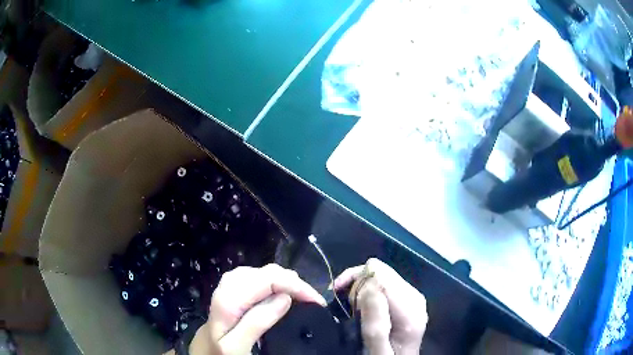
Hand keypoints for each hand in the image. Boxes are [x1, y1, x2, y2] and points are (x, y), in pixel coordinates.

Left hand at [189, 264, 326, 354]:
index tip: (317, 302)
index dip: (297, 286)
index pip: (269, 279)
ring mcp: (230, 284)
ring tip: (303, 296)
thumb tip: (285, 297)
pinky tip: (282, 292)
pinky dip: (276, 282)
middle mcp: (229, 284)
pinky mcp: (233, 288)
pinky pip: (258, 277)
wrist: (204, 349)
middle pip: (268, 271)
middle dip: (295, 282)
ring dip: (286, 281)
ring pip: (264, 271)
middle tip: (313, 301)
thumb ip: (257, 322)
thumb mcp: (236, 346)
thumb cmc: (220, 351)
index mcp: (229, 298)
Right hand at [334, 258, 426, 354]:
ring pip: (382, 276)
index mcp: (410, 307)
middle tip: (340, 301)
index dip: (355, 278)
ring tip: (347, 304)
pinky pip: (384, 285)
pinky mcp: (407, 301)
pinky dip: (368, 292)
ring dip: (361, 287)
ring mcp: (412, 298)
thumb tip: (370, 279)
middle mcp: (415, 297)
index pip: (381, 273)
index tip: (336, 293)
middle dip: (358, 283)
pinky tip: (360, 305)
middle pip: (382, 272)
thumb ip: (375, 318)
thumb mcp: (376, 348)